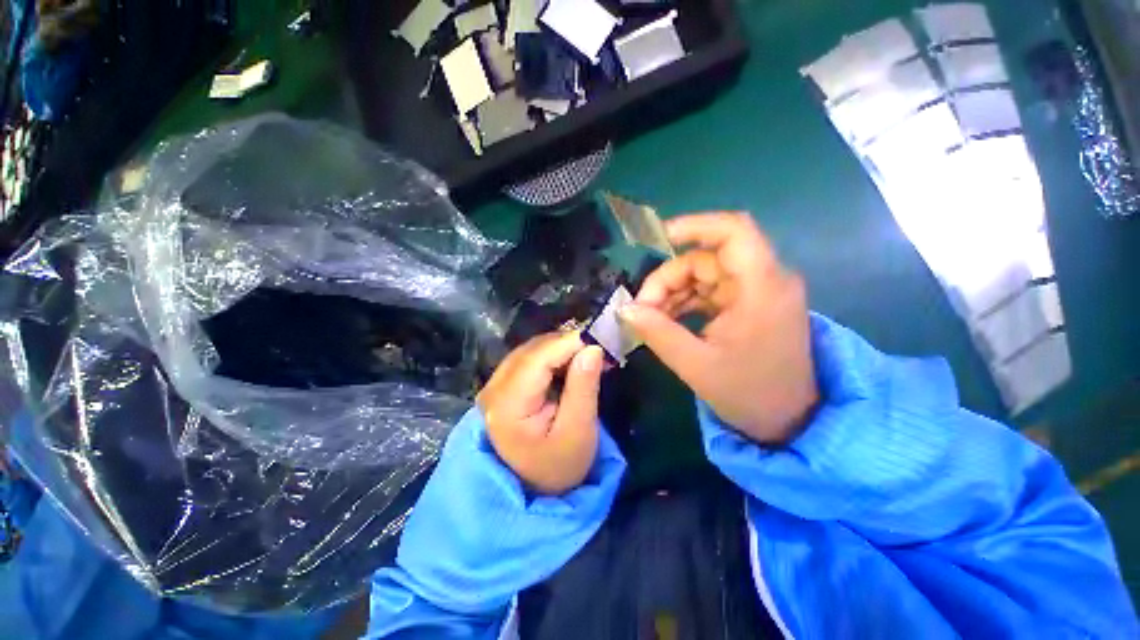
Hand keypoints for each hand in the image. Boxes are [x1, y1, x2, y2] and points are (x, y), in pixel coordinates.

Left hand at [478, 332, 604, 494]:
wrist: (534, 487)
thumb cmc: (559, 465)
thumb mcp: (579, 432)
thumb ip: (584, 387)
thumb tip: (593, 348)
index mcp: (508, 405)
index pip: (538, 359)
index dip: (569, 343)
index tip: (600, 339)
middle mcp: (493, 388)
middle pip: (533, 350)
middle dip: (568, 344)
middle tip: (599, 349)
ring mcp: (495, 384)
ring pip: (532, 350)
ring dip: (562, 348)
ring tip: (589, 355)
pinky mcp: (503, 384)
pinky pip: (530, 358)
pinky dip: (554, 355)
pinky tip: (572, 363)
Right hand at [619, 213, 817, 445]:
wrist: (788, 421)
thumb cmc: (748, 394)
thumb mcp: (696, 365)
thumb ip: (657, 332)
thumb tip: (624, 309)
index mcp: (762, 288)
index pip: (733, 231)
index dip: (694, 226)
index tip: (656, 240)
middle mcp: (764, 281)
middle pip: (706, 258)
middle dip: (668, 278)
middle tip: (642, 308)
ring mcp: (756, 292)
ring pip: (704, 274)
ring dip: (673, 291)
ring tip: (650, 317)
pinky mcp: (748, 305)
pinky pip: (710, 290)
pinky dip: (685, 301)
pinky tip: (666, 319)